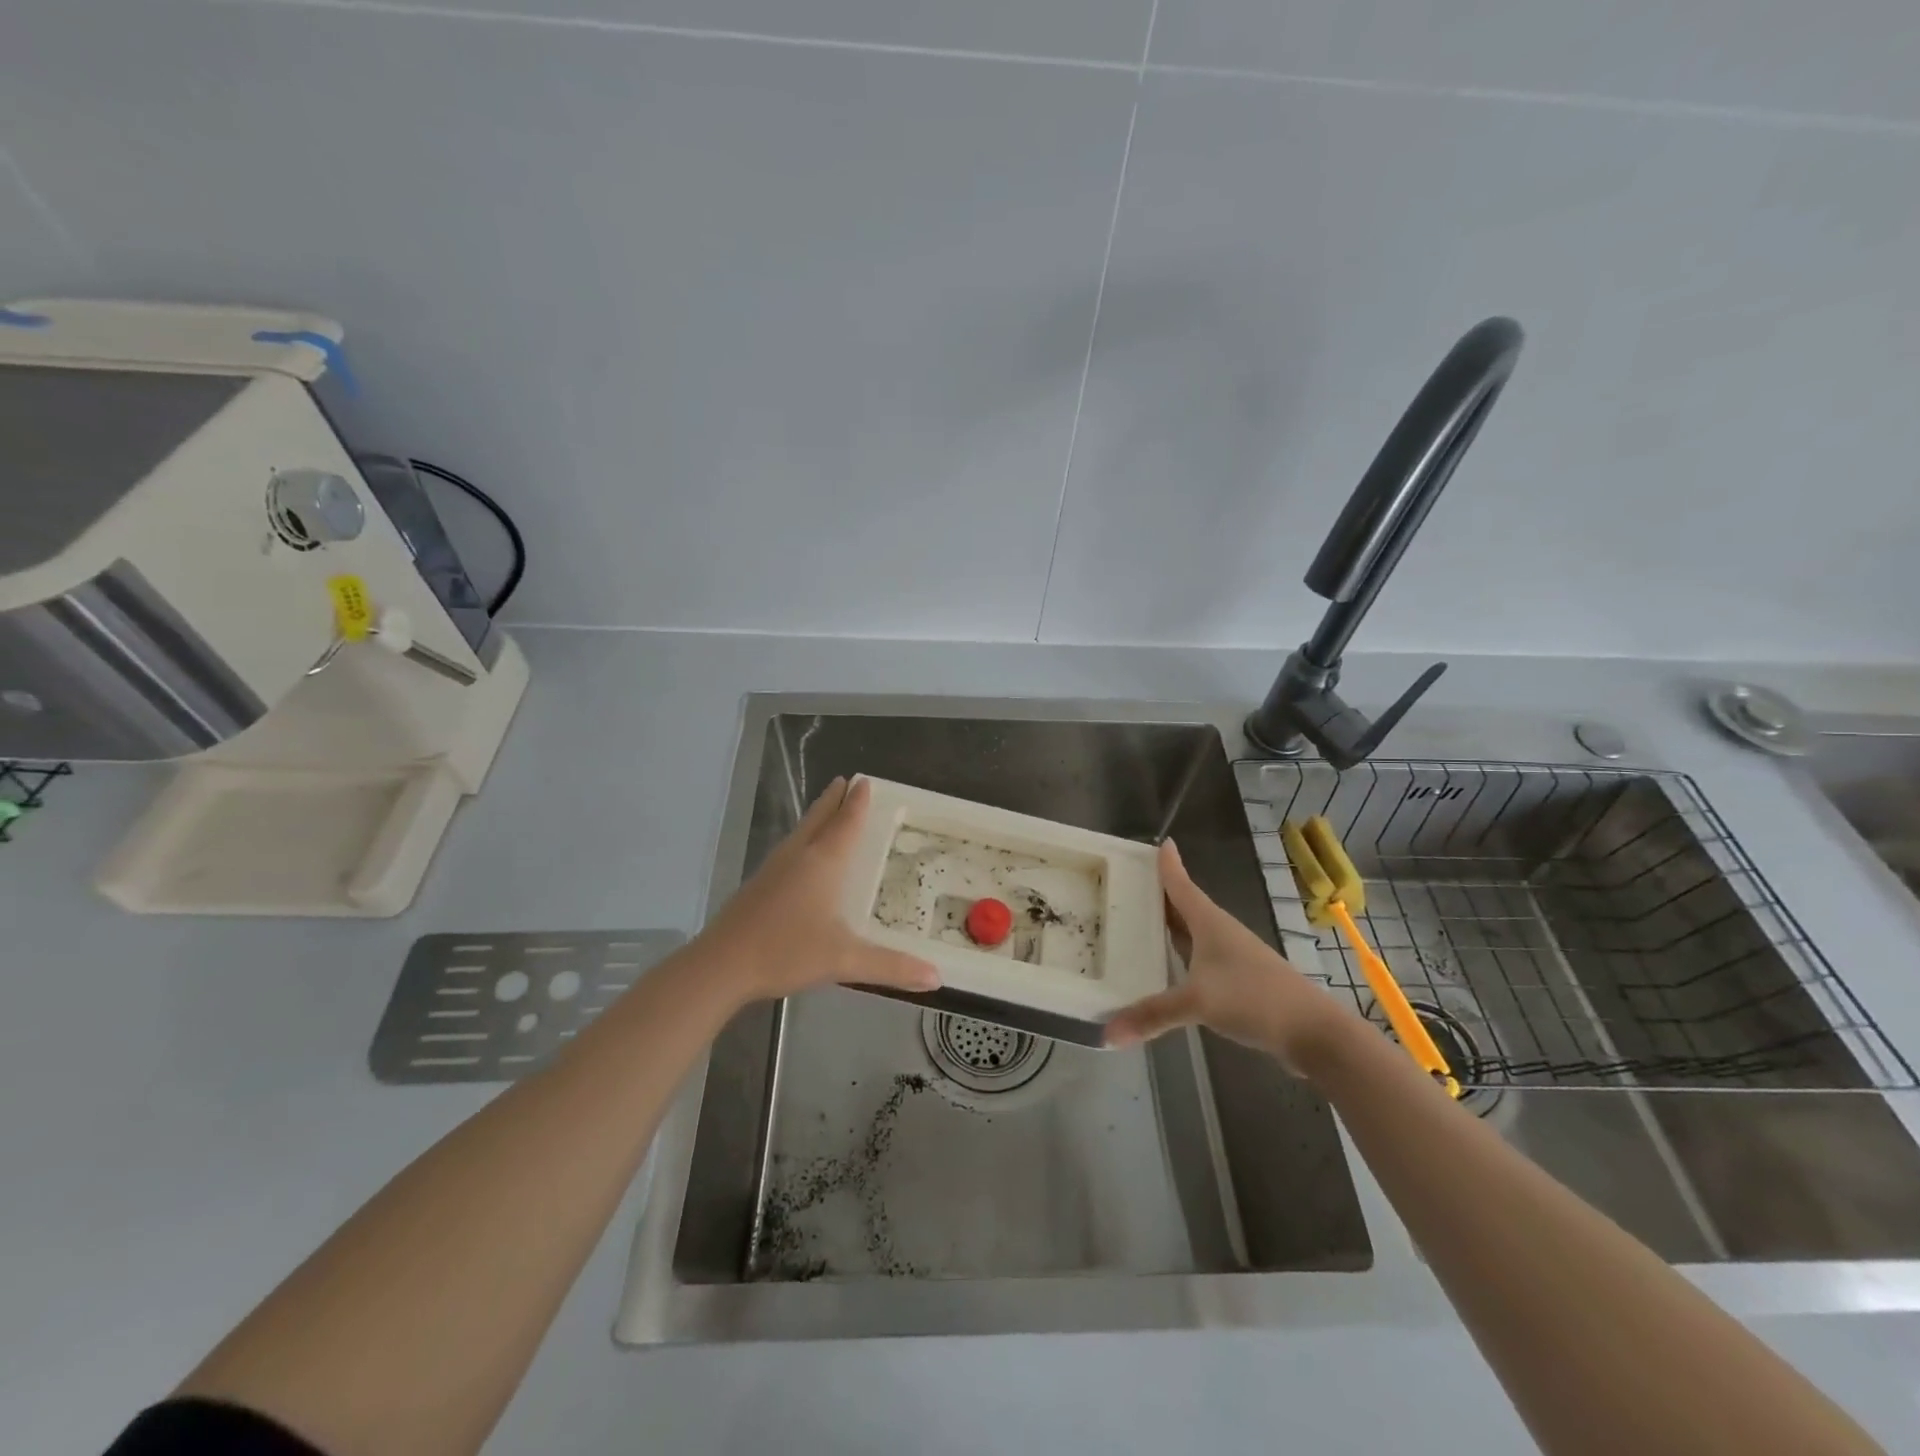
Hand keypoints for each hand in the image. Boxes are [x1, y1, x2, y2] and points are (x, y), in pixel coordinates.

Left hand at [696, 776, 940, 1004]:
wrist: (721, 964)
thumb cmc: (786, 951)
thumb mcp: (844, 960)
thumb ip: (891, 966)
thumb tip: (936, 977)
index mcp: (823, 862)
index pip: (846, 822)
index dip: (857, 802)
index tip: (865, 780)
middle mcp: (799, 856)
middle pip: (819, 817)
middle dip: (834, 799)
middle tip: (846, 780)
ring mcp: (774, 868)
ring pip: (801, 831)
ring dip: (816, 815)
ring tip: (827, 808)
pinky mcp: (759, 884)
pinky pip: (789, 848)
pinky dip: (803, 838)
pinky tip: (801, 854)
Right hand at [1104, 840, 1354, 1073]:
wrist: (1314, 1033)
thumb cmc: (1255, 999)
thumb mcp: (1197, 1003)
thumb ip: (1152, 1015)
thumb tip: (1107, 1033)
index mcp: (1210, 923)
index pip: (1181, 886)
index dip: (1168, 865)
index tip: (1159, 842)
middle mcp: (1220, 933)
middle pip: (1184, 907)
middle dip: (1159, 896)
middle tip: (1127, 886)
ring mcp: (1232, 958)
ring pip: (1192, 935)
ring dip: (1169, 928)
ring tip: (1138, 924)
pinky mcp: (1239, 983)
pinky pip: (1199, 960)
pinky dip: (1180, 958)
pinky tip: (1167, 970)